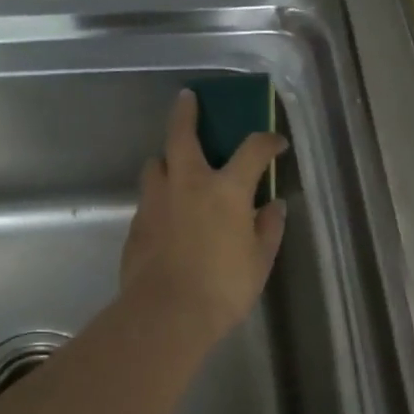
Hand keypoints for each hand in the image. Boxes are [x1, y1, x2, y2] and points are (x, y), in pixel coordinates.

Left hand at [120, 89, 288, 345]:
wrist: (166, 315)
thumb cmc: (223, 288)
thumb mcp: (259, 261)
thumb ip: (268, 228)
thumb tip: (273, 205)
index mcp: (225, 190)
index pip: (252, 150)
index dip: (267, 141)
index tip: (276, 143)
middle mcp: (187, 184)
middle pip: (182, 135)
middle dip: (186, 112)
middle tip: (187, 98)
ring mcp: (156, 202)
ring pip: (156, 164)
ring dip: (168, 159)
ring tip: (176, 168)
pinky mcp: (136, 224)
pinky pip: (148, 198)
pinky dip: (160, 196)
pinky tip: (167, 214)